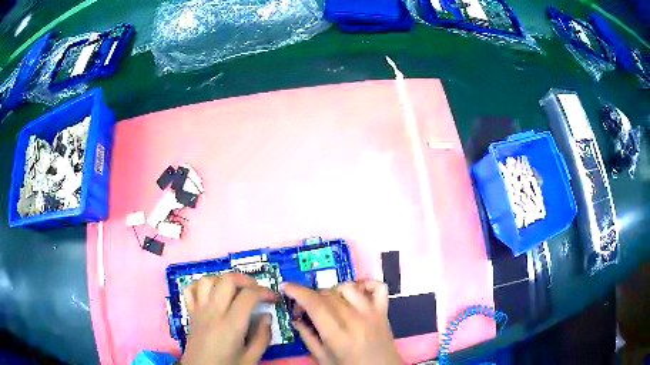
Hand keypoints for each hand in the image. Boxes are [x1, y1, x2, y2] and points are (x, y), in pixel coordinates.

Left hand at [180, 273, 275, 364]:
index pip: (248, 296)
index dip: (264, 292)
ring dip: (223, 280)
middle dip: (246, 280)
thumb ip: (262, 337)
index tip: (274, 298)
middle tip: (257, 290)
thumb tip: (266, 316)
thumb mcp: (251, 359)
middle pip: (227, 280)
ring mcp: (199, 310)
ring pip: (207, 280)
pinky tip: (211, 293)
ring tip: (235, 290)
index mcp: (231, 325)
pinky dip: (201, 286)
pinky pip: (190, 289)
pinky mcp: (190, 313)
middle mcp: (213, 312)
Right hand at [285, 280, 401, 364]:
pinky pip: (378, 286)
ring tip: (330, 303)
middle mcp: (355, 319)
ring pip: (349, 287)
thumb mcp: (322, 358)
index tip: (287, 287)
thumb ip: (307, 336)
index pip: (315, 304)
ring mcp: (372, 312)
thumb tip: (296, 318)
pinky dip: (366, 283)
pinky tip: (356, 292)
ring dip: (334, 291)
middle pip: (329, 294)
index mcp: (337, 334)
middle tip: (305, 308)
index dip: (298, 292)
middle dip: (311, 296)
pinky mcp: (384, 310)